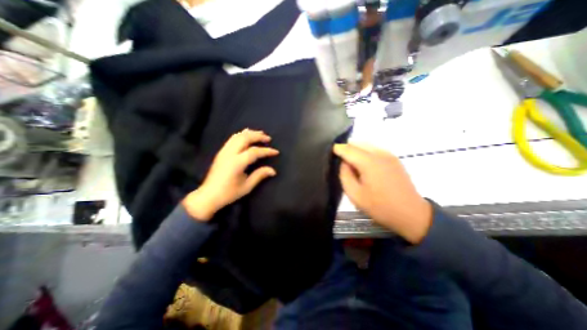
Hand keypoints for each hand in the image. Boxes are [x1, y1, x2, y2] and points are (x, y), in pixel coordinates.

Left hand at [183, 128, 277, 221]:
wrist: (208, 196)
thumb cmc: (229, 193)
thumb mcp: (247, 186)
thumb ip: (260, 175)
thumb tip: (273, 171)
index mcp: (237, 163)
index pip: (254, 152)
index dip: (266, 151)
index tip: (276, 152)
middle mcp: (229, 154)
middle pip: (245, 138)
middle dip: (258, 136)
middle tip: (268, 138)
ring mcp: (224, 151)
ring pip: (237, 136)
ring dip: (250, 133)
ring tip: (260, 134)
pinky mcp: (221, 152)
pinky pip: (232, 139)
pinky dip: (241, 135)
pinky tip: (247, 135)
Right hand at [332, 143, 431, 242]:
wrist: (411, 214)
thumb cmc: (380, 206)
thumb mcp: (355, 194)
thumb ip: (345, 175)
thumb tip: (344, 163)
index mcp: (369, 162)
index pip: (348, 149)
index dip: (338, 149)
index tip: (330, 150)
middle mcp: (379, 154)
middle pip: (357, 143)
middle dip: (347, 148)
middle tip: (340, 159)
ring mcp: (389, 155)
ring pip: (366, 144)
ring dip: (356, 149)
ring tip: (351, 162)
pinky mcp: (394, 158)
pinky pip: (375, 149)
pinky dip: (366, 152)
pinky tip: (365, 164)